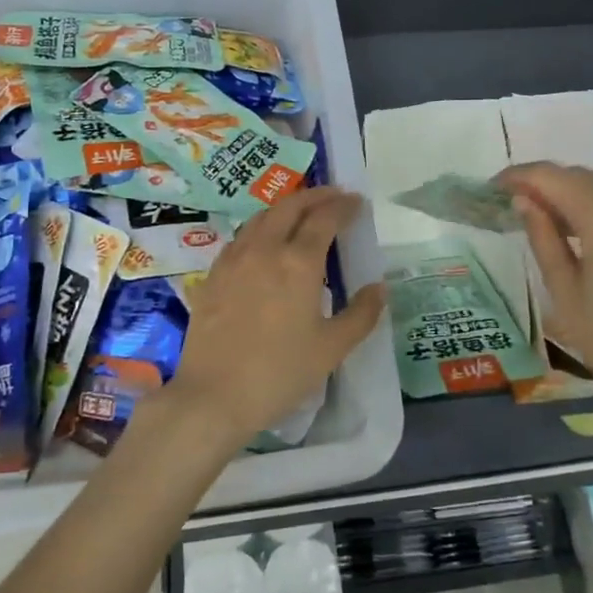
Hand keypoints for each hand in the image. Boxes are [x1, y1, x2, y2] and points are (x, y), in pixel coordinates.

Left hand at [163, 187, 385, 451]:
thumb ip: (361, 314)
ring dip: (286, 207)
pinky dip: (260, 227)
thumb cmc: (279, 373)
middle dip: (315, 196)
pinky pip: (241, 237)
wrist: (213, 396)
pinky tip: (264, 241)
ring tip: (301, 212)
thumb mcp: (331, 348)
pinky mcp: (213, 275)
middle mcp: (264, 249)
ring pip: (261, 217)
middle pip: (290, 206)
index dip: (343, 206)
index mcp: (298, 263)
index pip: (324, 219)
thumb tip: (379, 288)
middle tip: (333, 196)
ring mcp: (234, 259)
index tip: (357, 202)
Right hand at [496, 162, 592, 417]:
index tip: (497, 185)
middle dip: (551, 185)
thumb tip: (524, 200)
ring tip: (556, 222)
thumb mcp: (565, 293)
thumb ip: (543, 237)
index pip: (555, 178)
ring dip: (581, 198)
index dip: (522, 176)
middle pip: (586, 179)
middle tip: (520, 203)